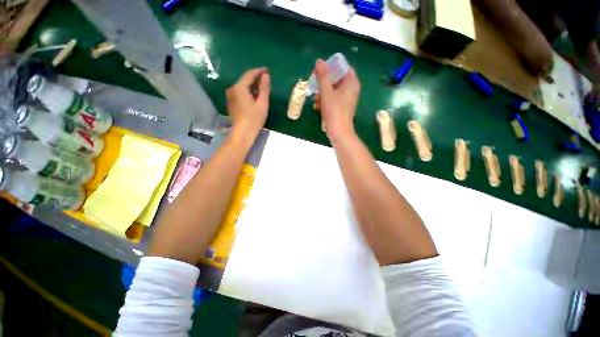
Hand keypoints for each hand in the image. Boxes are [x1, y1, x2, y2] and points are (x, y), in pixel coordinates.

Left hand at [226, 67, 270, 138]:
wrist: (243, 132)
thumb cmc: (254, 118)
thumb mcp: (262, 103)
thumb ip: (264, 88)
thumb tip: (266, 76)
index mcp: (239, 87)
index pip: (249, 74)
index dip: (259, 71)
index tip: (267, 70)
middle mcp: (232, 89)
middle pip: (245, 80)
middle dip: (255, 79)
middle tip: (266, 80)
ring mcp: (230, 96)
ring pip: (242, 87)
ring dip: (252, 87)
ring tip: (262, 89)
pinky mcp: (231, 103)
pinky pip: (240, 93)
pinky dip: (247, 93)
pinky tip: (254, 97)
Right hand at [314, 59, 359, 139]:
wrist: (339, 132)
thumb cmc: (334, 110)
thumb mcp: (326, 92)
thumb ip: (323, 76)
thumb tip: (319, 61)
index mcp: (351, 83)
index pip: (344, 67)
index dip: (332, 67)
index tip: (321, 71)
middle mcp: (351, 90)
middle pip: (337, 79)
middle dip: (325, 82)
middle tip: (315, 83)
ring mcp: (347, 100)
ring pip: (334, 90)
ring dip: (323, 92)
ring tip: (315, 98)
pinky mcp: (342, 108)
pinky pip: (334, 99)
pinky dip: (326, 101)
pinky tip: (317, 106)